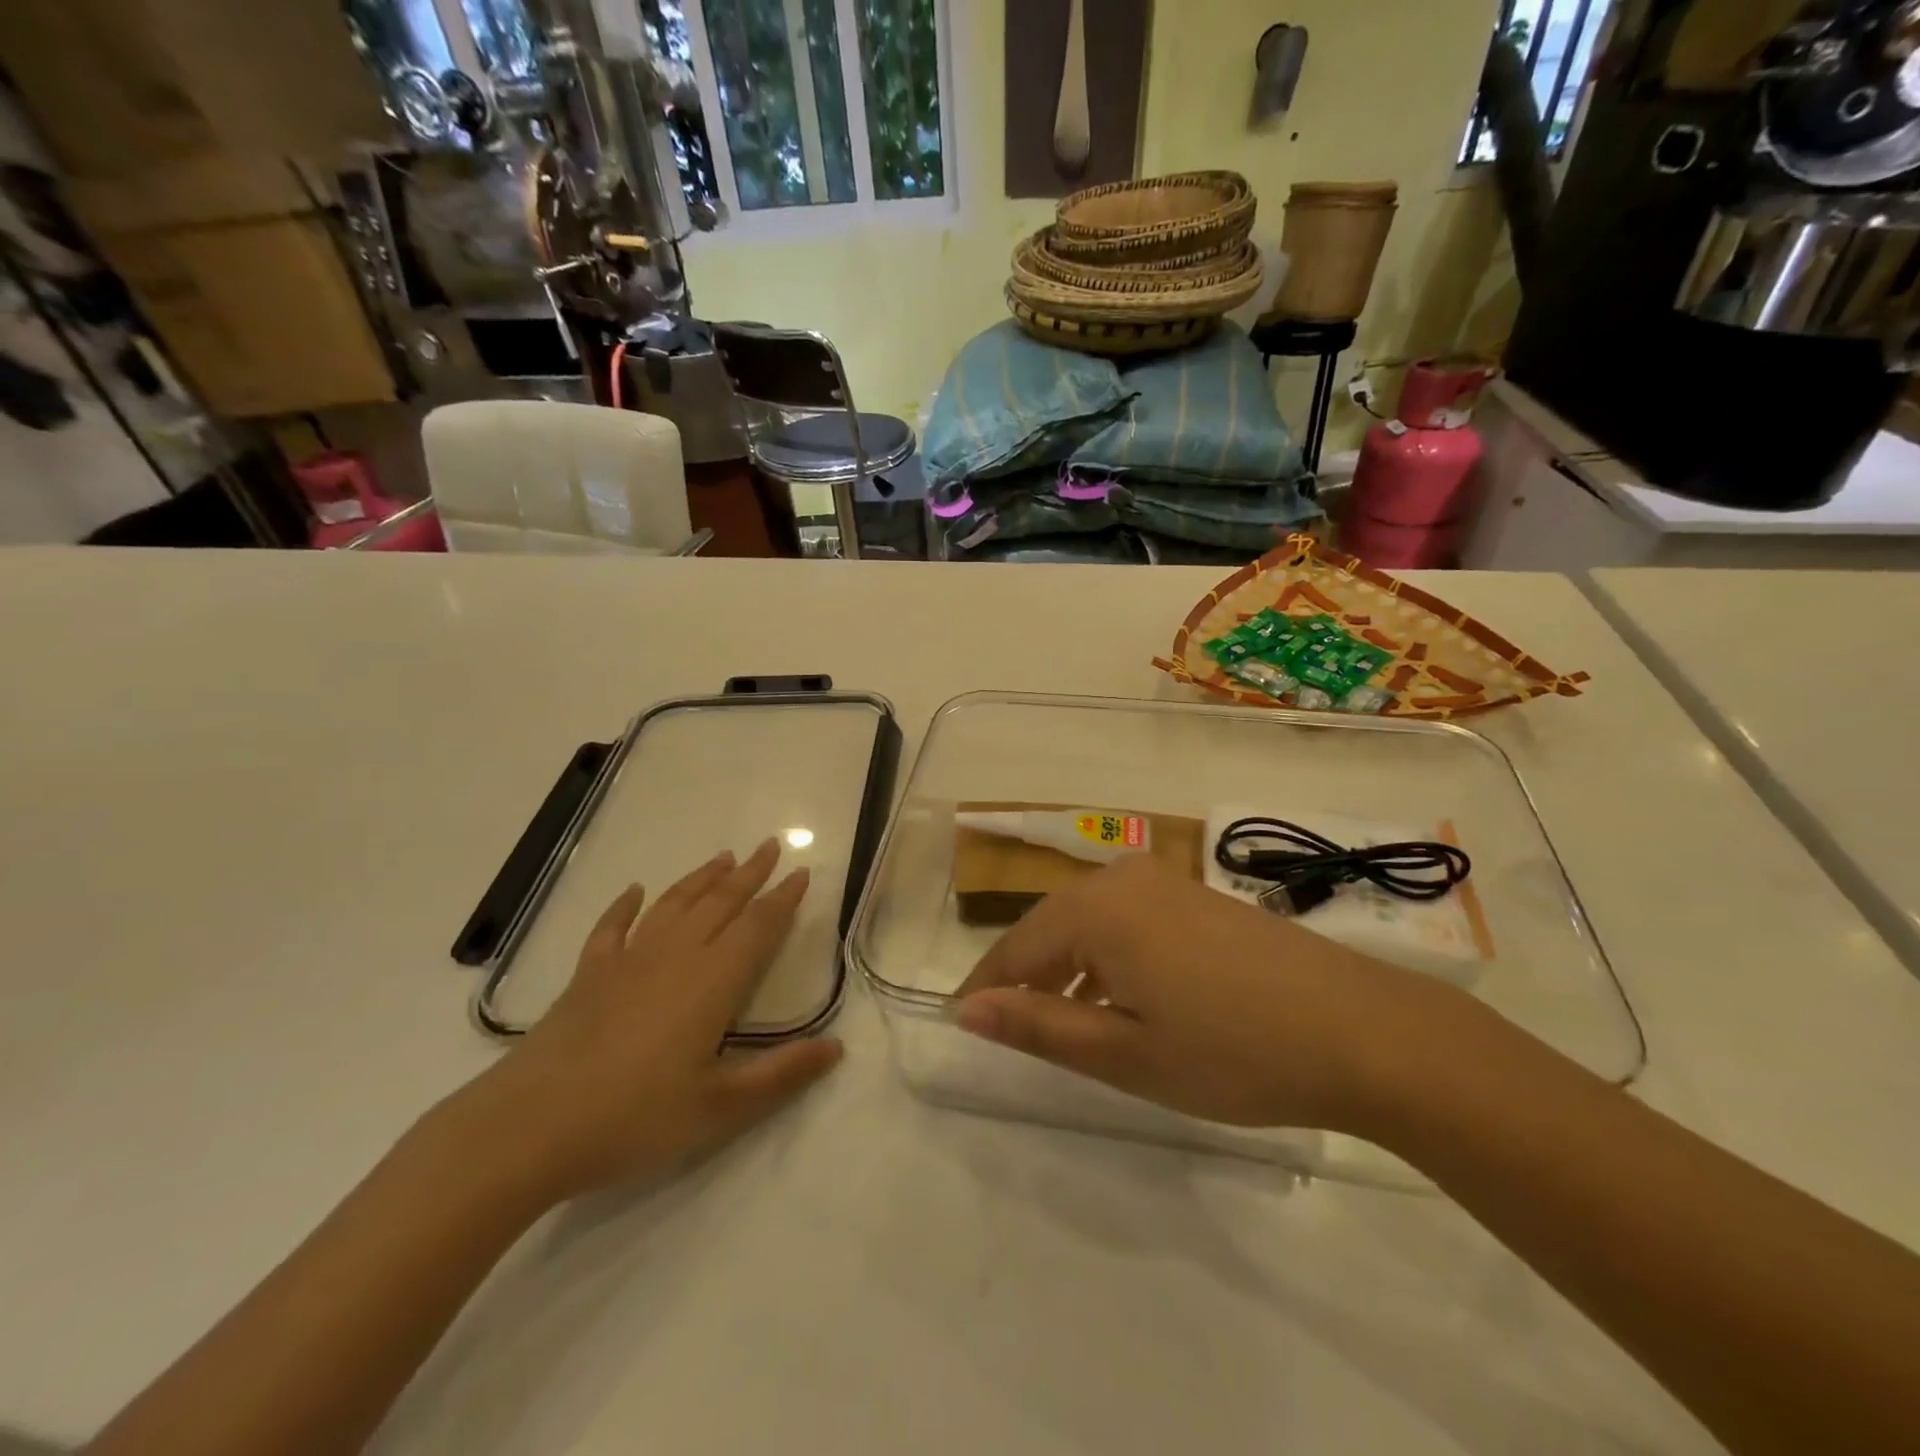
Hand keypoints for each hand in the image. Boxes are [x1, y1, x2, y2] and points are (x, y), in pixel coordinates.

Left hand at [453, 840, 842, 1203]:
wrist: (528, 1127)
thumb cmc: (634, 1118)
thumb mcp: (720, 1107)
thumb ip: (782, 1074)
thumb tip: (837, 1048)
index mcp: (712, 981)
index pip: (758, 926)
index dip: (783, 899)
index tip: (802, 873)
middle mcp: (675, 956)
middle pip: (720, 903)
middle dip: (750, 873)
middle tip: (771, 845)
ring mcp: (627, 961)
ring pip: (674, 905)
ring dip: (702, 879)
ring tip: (723, 857)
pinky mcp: (588, 975)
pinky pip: (612, 928)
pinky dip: (625, 906)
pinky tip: (634, 892)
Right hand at [955, 853, 1464, 1134]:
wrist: (1362, 1030)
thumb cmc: (1232, 1050)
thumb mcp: (1125, 1052)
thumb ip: (1039, 1026)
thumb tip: (967, 1010)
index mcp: (1095, 909)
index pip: (1015, 948)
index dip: (986, 989)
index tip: (962, 1025)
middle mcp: (1122, 879)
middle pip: (1049, 926)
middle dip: (1025, 976)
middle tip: (1011, 1030)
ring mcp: (1163, 882)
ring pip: (1088, 921)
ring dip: (1066, 967)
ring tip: (1062, 1020)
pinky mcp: (1195, 896)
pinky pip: (1125, 919)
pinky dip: (1106, 955)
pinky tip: (1121, 996)